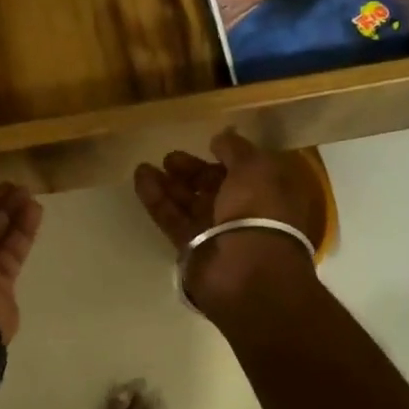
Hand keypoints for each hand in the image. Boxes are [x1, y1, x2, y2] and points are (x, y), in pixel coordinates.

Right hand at [133, 131, 323, 312]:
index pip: (243, 172)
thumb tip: (221, 138)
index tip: (206, 144)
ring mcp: (216, 232)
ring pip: (189, 202)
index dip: (225, 158)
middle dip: (192, 171)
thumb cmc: (259, 211)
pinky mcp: (191, 247)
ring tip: (144, 166)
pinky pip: (172, 218)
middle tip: (169, 158)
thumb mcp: (255, 168)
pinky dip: (156, 198)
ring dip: (168, 184)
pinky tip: (140, 178)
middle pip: (213, 187)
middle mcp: (244, 213)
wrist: (246, 270)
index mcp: (268, 193)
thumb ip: (235, 149)